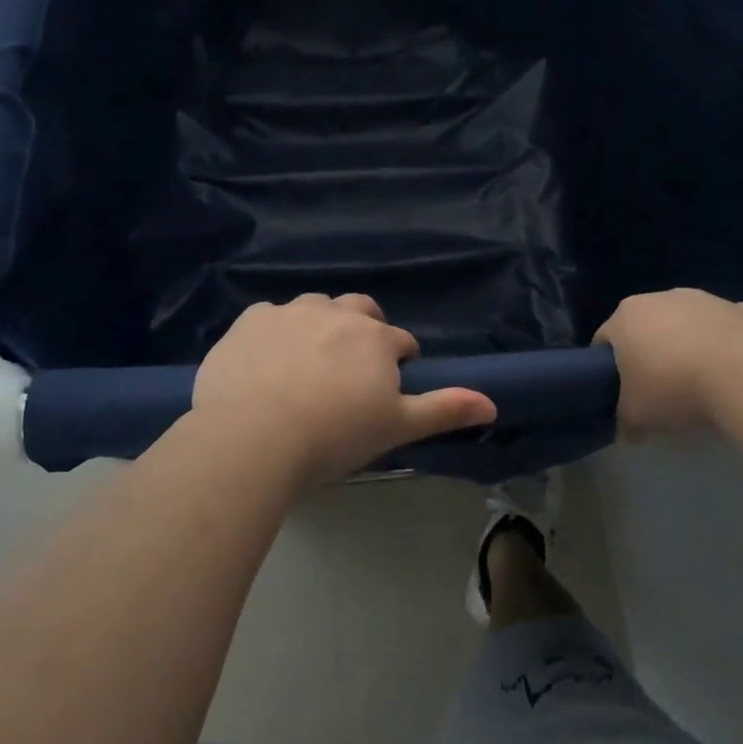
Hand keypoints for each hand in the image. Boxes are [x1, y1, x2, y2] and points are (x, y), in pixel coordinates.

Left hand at [191, 294, 496, 485]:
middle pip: (361, 310)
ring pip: (315, 307)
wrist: (253, 436)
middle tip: (352, 369)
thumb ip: (444, 410)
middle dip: (365, 330)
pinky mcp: (250, 320)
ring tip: (307, 364)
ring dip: (320, 326)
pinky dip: (275, 333)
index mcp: (374, 338)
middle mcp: (336, 313)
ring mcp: (290, 312)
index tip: (389, 388)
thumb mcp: (396, 427)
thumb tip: (492, 403)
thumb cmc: (333, 435)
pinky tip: (265, 363)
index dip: (400, 362)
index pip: (401, 342)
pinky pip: (270, 317)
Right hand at [594, 289, 742, 441]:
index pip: (604, 340)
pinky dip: (725, 344)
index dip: (607, 368)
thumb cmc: (674, 388)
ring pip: (686, 323)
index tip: (619, 393)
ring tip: (700, 382)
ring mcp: (703, 299)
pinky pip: (724, 327)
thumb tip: (627, 433)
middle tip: (658, 390)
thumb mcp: (637, 416)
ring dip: (688, 345)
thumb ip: (626, 421)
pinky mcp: (740, 309)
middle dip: (649, 353)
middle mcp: (659, 298)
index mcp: (625, 317)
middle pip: (646, 327)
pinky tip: (733, 371)